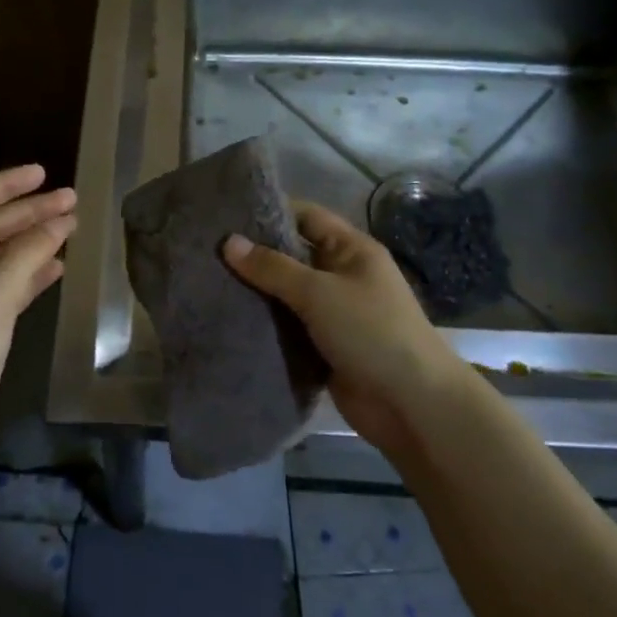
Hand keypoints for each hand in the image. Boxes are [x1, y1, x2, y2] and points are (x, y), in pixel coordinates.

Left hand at [0, 165, 76, 493]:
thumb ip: (26, 253)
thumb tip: (59, 222)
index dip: (4, 184)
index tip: (43, 173)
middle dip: (27, 211)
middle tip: (71, 200)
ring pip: (0, 258)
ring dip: (32, 240)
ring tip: (71, 228)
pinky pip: (7, 290)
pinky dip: (31, 275)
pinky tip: (57, 270)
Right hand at [223, 202, 472, 453]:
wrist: (411, 404)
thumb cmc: (370, 332)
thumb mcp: (319, 292)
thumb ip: (272, 268)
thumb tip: (228, 242)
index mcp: (351, 250)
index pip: (306, 217)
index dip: (270, 212)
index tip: (225, 214)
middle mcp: (342, 275)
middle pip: (293, 256)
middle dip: (255, 255)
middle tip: (206, 251)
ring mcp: (334, 313)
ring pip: (287, 295)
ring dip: (256, 293)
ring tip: (206, 283)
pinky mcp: (324, 347)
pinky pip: (289, 328)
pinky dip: (265, 325)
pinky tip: (228, 320)